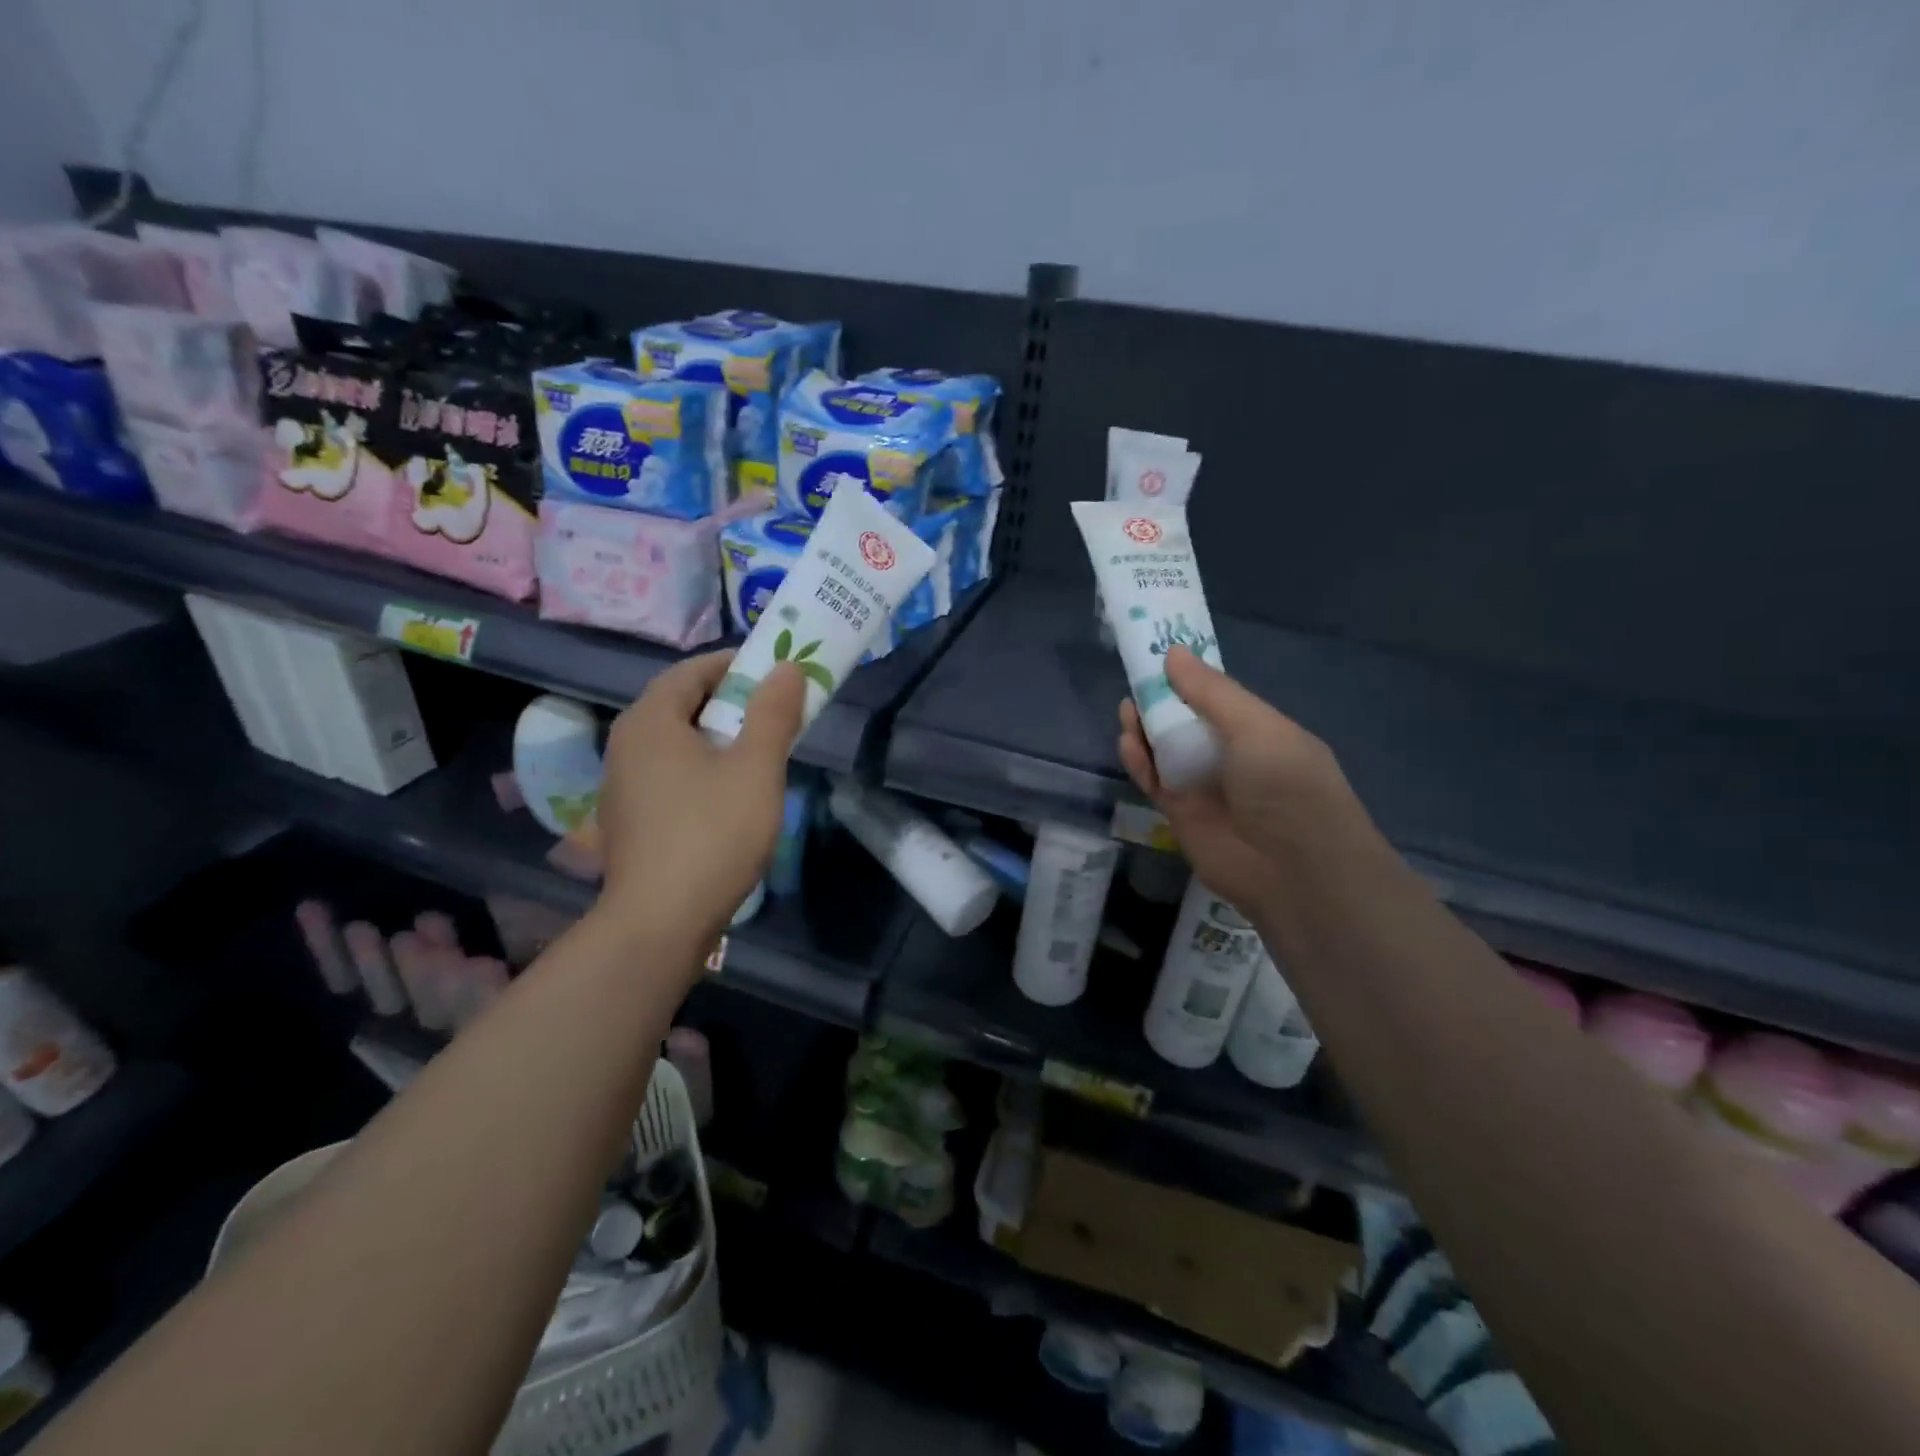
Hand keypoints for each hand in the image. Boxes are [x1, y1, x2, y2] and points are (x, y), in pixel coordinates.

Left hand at [595, 652, 804, 961]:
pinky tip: (728, 795)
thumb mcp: (756, 769)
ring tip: (759, 752)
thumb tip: (786, 667)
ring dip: (717, 736)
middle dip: (730, 701)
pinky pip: (668, 773)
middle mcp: (626, 743)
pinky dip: (700, 767)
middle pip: (681, 703)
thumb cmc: (712, 835)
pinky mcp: (629, 818)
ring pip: (675, 741)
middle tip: (775, 713)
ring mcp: (622, 784)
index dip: (736, 665)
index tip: (776, 674)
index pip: (692, 670)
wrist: (659, 923)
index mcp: (650, 721)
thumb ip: (773, 713)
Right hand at [1117, 646, 1370, 917]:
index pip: (1218, 698)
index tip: (1159, 655)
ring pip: (1166, 750)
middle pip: (1187, 722)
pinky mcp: (1181, 814)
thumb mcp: (1257, 727)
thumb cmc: (1287, 786)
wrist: (1293, 870)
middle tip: (1136, 679)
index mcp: (1260, 731)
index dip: (1190, 678)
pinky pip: (1154, 781)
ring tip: (1128, 707)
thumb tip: (1173, 654)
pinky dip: (1139, 761)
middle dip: (1162, 701)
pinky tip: (1126, 741)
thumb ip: (1211, 692)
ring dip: (1147, 728)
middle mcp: (1232, 757)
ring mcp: (1205, 787)